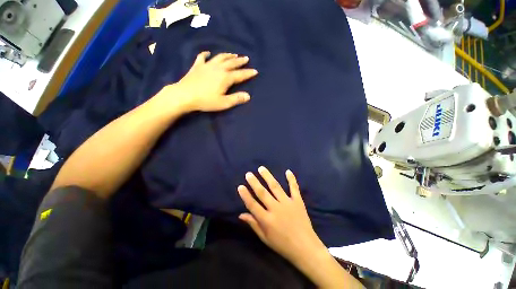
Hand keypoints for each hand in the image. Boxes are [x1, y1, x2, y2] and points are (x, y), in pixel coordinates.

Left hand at [166, 51, 257, 112]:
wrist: (185, 95)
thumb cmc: (206, 101)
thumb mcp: (224, 103)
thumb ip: (237, 99)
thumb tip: (248, 96)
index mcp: (226, 78)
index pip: (240, 74)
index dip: (248, 73)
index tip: (255, 71)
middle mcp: (218, 68)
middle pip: (232, 63)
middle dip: (240, 61)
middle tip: (246, 58)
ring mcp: (207, 65)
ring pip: (220, 57)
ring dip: (228, 55)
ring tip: (233, 54)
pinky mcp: (197, 66)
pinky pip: (202, 57)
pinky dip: (206, 54)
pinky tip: (209, 53)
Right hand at [238, 166, 325, 264]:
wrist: (305, 248)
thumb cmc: (283, 245)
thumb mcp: (265, 238)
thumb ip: (254, 224)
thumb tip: (241, 214)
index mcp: (267, 220)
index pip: (253, 205)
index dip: (245, 195)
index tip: (240, 186)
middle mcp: (276, 209)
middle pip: (262, 193)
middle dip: (254, 182)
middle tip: (248, 174)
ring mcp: (287, 203)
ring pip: (275, 187)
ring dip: (267, 176)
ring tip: (261, 168)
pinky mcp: (298, 201)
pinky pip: (294, 188)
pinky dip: (291, 179)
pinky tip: (288, 171)